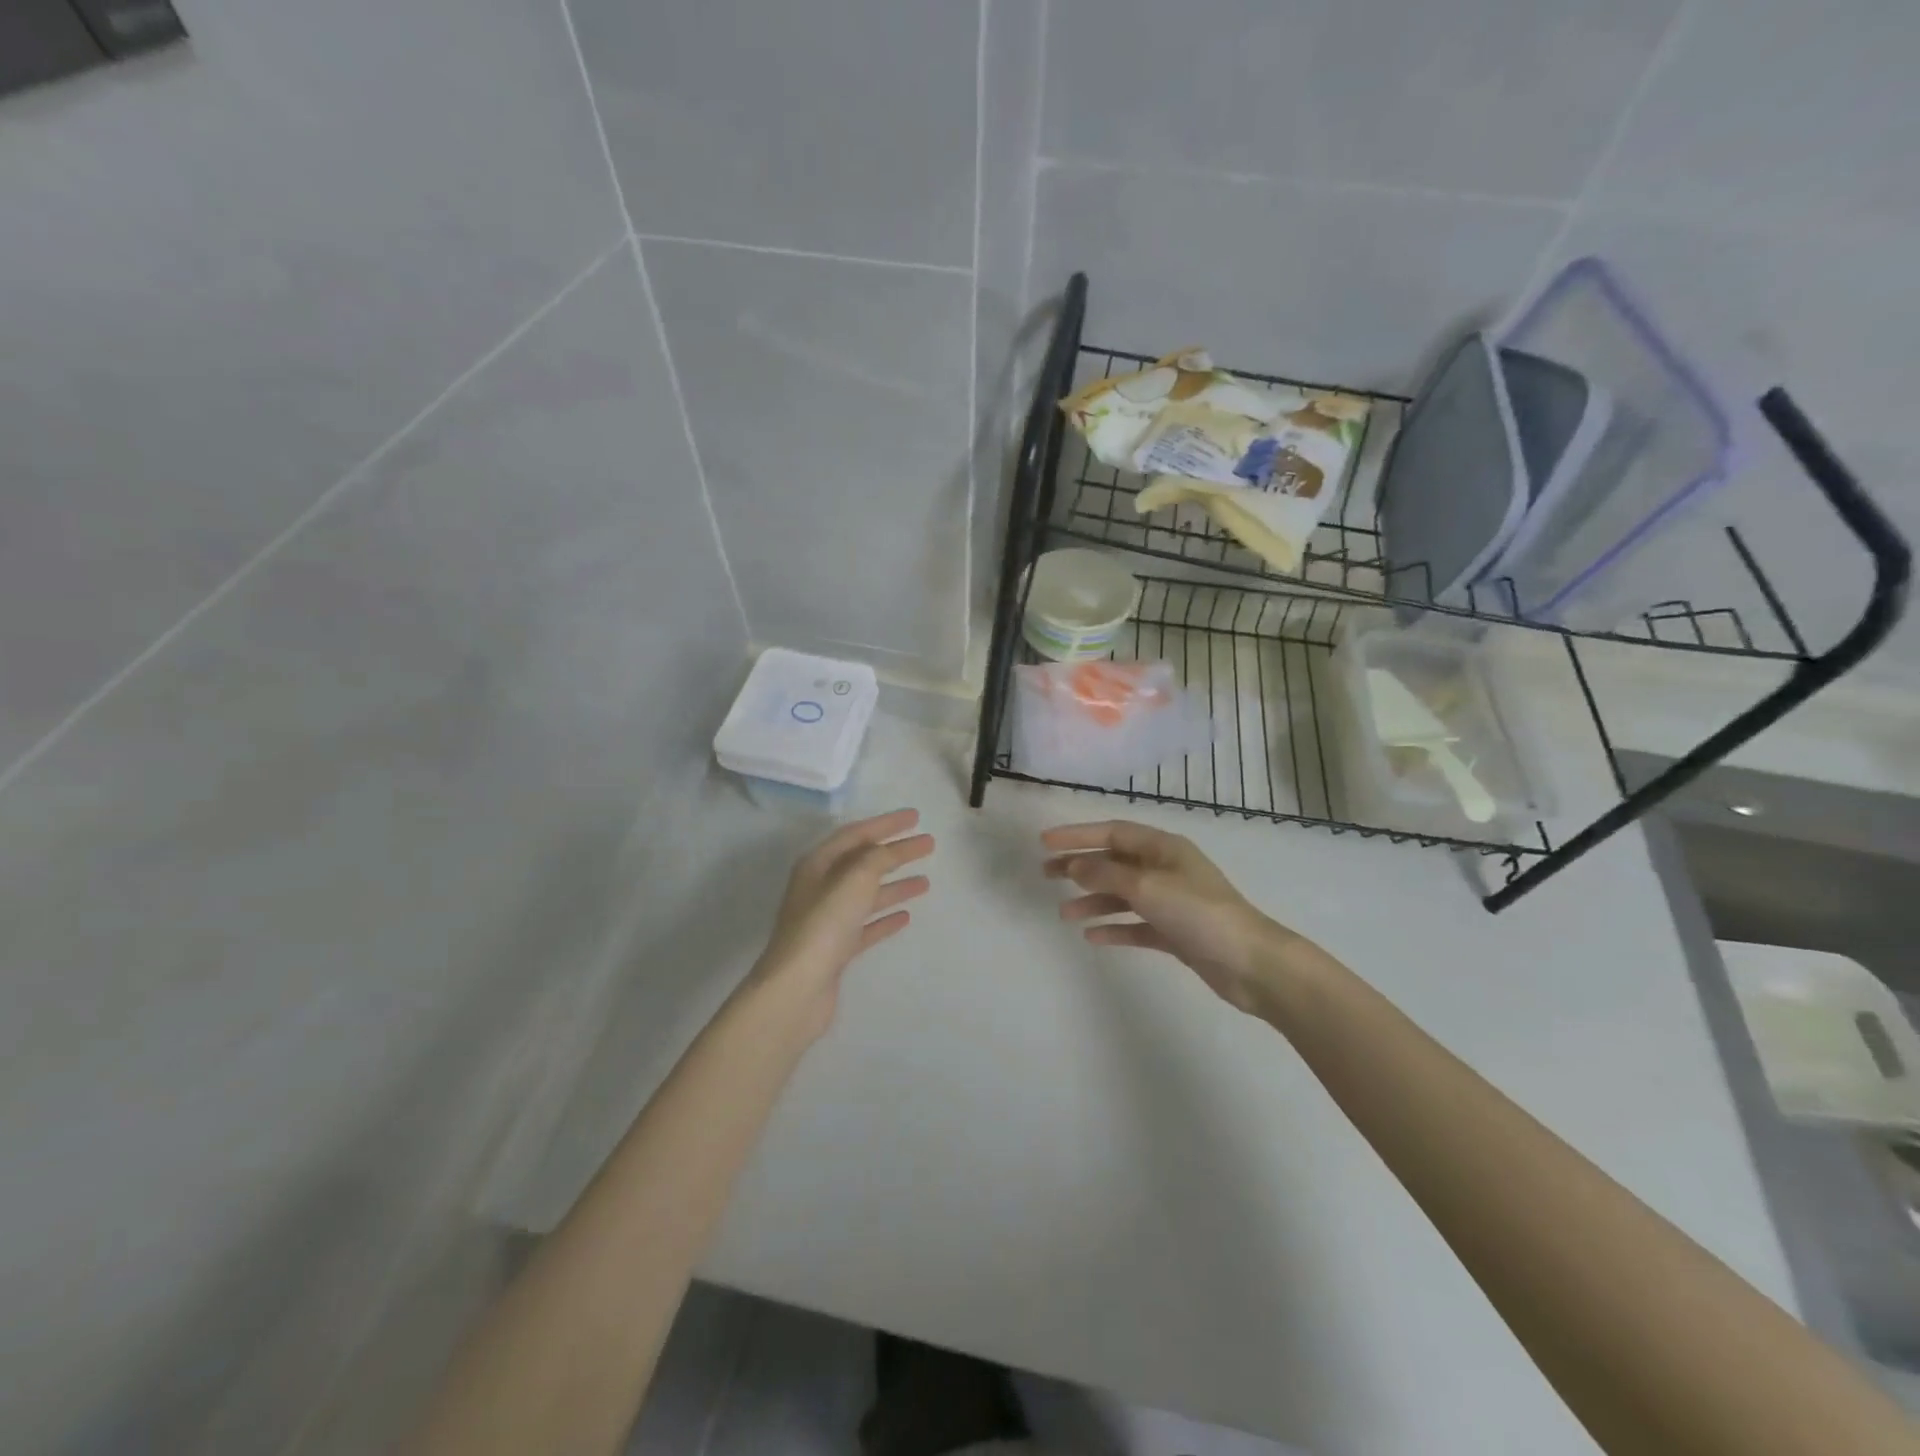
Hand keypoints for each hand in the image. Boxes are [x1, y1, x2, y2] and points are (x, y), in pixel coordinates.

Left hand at [747, 809, 933, 1035]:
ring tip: (925, 881)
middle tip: (928, 844)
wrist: (797, 988)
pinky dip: (885, 918)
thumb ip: (875, 859)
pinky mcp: (836, 949)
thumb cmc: (824, 925)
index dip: (886, 823)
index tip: (916, 817)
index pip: (856, 834)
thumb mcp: (854, 879)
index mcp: (818, 864)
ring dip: (895, 884)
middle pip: (864, 862)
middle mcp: (820, 887)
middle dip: (896, 852)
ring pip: (867, 894)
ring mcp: (827, 920)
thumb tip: (887, 851)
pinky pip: (866, 925)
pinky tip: (905, 916)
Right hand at [1042, 820, 1283, 1012]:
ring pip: (1122, 895)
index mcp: (1163, 848)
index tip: (1045, 842)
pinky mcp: (1175, 932)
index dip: (1077, 835)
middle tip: (1046, 875)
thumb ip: (1106, 875)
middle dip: (1080, 867)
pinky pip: (1136, 925)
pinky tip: (1092, 936)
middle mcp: (1165, 869)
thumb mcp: (1147, 888)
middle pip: (1114, 862)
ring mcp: (1171, 901)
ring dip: (1093, 901)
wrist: (1250, 963)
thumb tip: (1074, 865)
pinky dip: (1114, 928)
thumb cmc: (1199, 913)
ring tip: (1064, 914)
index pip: (1112, 832)